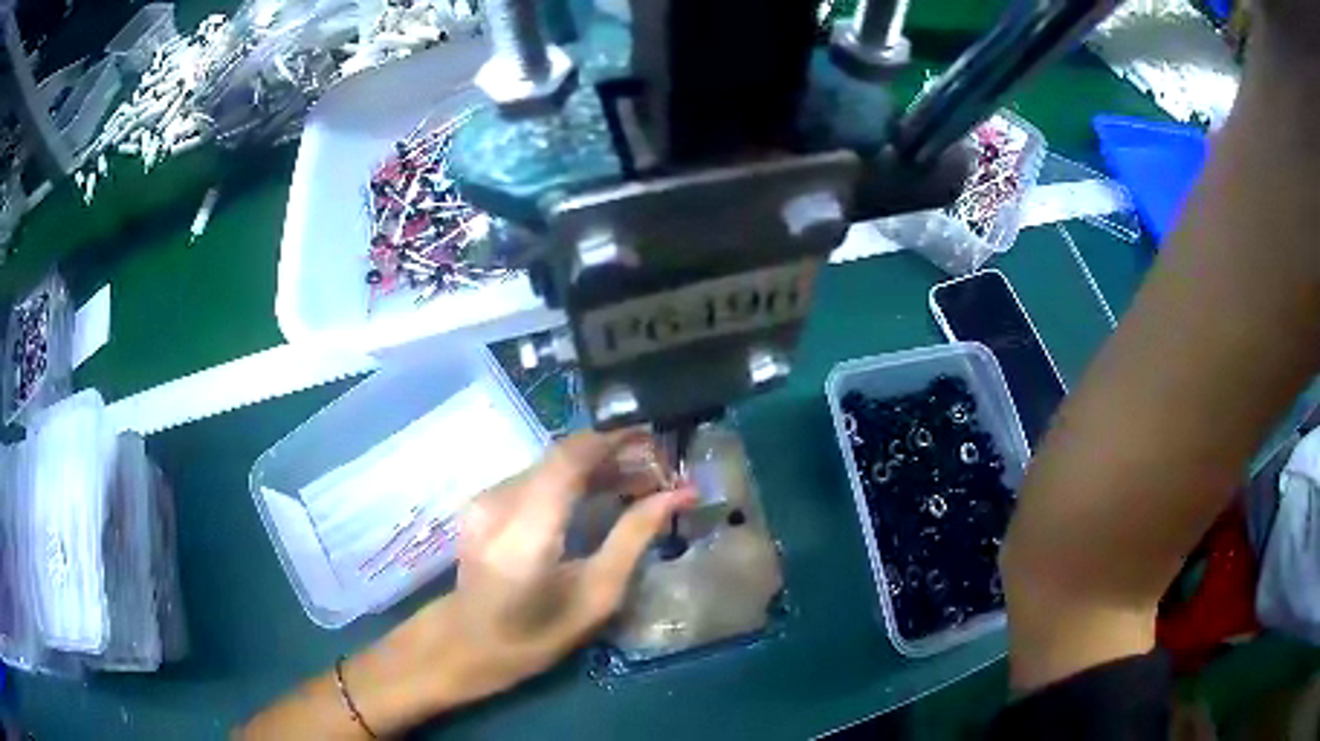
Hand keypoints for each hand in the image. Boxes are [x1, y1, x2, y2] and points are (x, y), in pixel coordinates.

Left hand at [342, 430, 694, 733]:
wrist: (465, 641)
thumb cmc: (536, 634)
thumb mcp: (596, 597)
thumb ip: (633, 539)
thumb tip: (676, 495)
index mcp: (527, 532)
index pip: (570, 458)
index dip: (616, 440)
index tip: (658, 444)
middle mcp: (500, 501)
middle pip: (563, 454)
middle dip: (614, 454)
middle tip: (658, 471)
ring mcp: (486, 496)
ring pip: (552, 462)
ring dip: (596, 465)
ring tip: (637, 482)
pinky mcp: (484, 499)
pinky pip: (538, 475)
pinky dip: (573, 478)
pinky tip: (598, 494)